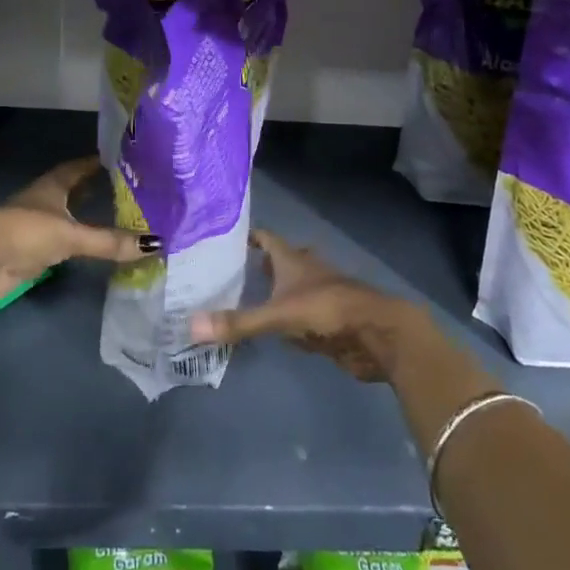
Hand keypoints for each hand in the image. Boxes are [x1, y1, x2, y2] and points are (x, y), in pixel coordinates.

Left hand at [0, 157, 157, 305]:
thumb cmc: (25, 233)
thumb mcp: (71, 235)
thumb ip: (109, 241)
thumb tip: (154, 243)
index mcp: (50, 187)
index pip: (76, 168)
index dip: (94, 163)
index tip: (117, 158)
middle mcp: (42, 202)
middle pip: (69, 191)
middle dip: (91, 189)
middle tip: (121, 188)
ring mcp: (33, 227)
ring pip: (64, 217)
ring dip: (82, 216)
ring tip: (111, 216)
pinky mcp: (29, 253)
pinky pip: (59, 243)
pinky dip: (74, 242)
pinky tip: (88, 246)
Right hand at [189, 229, 423, 382]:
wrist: (378, 333)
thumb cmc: (327, 310)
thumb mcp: (278, 316)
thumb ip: (238, 322)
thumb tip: (190, 326)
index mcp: (293, 259)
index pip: (266, 238)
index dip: (248, 236)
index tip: (224, 238)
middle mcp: (307, 271)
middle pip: (282, 260)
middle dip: (260, 264)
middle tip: (230, 272)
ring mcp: (322, 295)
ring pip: (294, 287)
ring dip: (277, 291)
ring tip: (248, 298)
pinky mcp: (332, 320)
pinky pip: (304, 314)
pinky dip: (290, 318)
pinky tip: (277, 330)